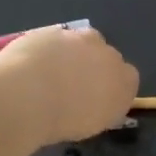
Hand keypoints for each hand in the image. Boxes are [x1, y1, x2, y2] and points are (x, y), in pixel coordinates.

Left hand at [0, 26, 137, 143]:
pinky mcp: (54, 29)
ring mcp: (81, 39)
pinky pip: (55, 39)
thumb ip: (101, 110)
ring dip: (71, 53)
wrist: (28, 97)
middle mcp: (109, 55)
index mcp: (125, 81)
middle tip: (72, 86)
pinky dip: (47, 49)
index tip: (96, 99)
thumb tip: (96, 105)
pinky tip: (31, 65)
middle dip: (93, 66)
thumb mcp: (92, 126)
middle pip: (106, 56)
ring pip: (81, 42)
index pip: (128, 79)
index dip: (111, 87)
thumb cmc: (64, 121)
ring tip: (49, 73)